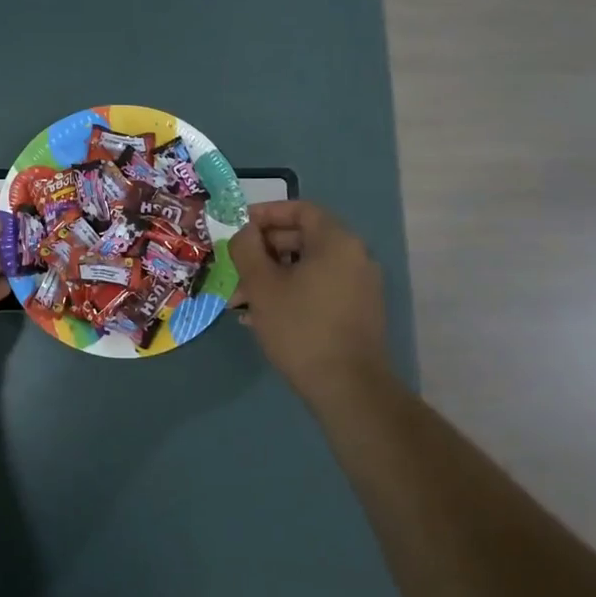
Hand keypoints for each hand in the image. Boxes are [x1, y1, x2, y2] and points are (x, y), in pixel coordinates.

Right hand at [228, 200, 393, 406]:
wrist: (347, 387)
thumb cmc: (300, 327)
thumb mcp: (261, 285)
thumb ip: (247, 249)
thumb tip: (245, 233)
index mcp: (336, 241)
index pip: (300, 210)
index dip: (266, 214)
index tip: (239, 227)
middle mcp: (355, 256)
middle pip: (303, 239)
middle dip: (264, 252)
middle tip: (235, 269)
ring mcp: (360, 286)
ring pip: (308, 268)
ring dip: (273, 276)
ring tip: (241, 301)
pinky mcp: (358, 312)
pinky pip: (319, 288)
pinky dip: (291, 293)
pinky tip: (263, 317)